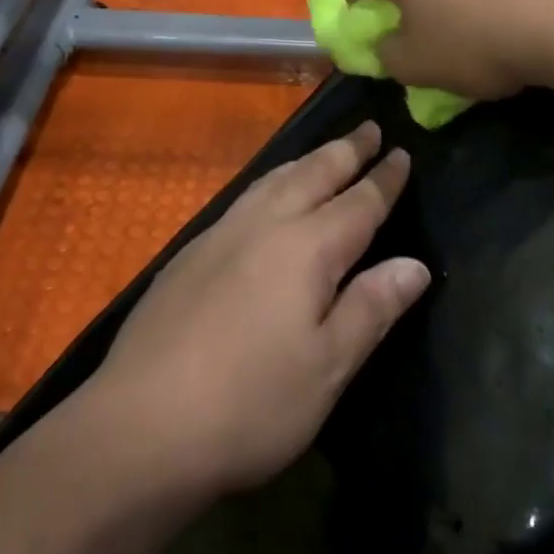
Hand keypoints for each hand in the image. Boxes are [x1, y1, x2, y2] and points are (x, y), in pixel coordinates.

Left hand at [90, 123, 426, 498]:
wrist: (139, 425)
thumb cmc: (250, 404)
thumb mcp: (327, 367)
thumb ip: (371, 308)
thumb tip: (414, 264)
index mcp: (307, 248)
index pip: (359, 202)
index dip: (384, 179)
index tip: (403, 152)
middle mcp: (265, 225)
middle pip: (314, 174)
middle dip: (346, 150)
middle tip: (369, 128)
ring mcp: (221, 234)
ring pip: (274, 179)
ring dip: (307, 160)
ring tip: (325, 152)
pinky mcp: (190, 253)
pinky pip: (246, 196)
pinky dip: (272, 181)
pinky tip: (267, 196)